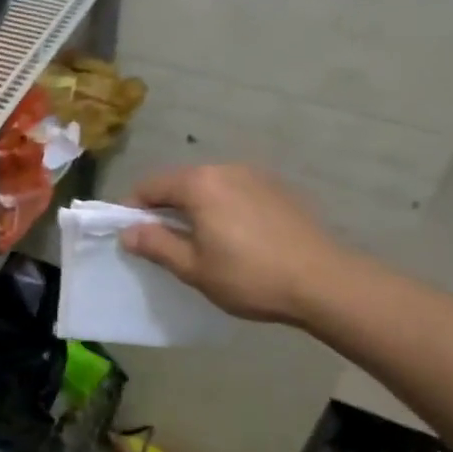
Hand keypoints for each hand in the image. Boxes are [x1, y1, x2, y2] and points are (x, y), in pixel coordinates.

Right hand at [122, 165, 348, 325]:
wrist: (324, 282)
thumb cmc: (249, 276)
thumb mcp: (193, 267)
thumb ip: (156, 244)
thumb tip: (128, 232)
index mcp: (199, 183)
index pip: (150, 186)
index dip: (133, 210)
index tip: (131, 236)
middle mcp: (225, 169)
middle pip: (180, 183)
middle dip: (164, 208)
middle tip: (163, 243)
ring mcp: (255, 176)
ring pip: (209, 187)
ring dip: (195, 208)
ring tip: (199, 242)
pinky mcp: (278, 190)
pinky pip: (235, 193)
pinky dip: (222, 208)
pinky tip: (234, 238)